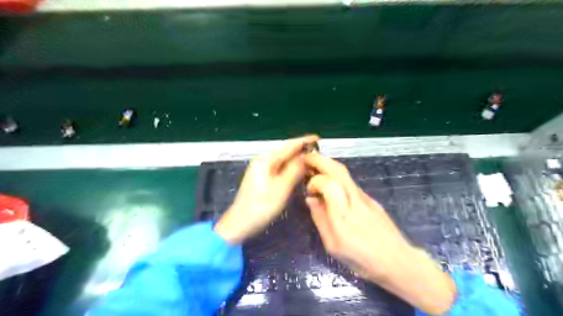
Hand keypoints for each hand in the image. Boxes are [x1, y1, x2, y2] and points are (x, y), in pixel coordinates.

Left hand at [216, 134, 317, 244]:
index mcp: (266, 160)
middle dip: (302, 151)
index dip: (303, 141)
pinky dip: (291, 168)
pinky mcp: (262, 178)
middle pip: (285, 152)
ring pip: (283, 160)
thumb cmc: (262, 206)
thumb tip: (306, 156)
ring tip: (313, 161)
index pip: (288, 146)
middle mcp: (263, 160)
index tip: (318, 138)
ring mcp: (261, 169)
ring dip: (297, 160)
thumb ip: (294, 170)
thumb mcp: (282, 187)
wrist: (240, 223)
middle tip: (319, 153)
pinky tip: (299, 172)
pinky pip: (280, 168)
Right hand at [304, 151, 455, 314]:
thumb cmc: (361, 259)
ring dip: (329, 165)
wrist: (397, 261)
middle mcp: (354, 200)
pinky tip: (332, 183)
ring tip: (316, 166)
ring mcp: (365, 197)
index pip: (327, 183)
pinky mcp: (371, 199)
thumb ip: (320, 219)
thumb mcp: (333, 245)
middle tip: (307, 157)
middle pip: (338, 170)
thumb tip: (311, 200)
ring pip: (346, 174)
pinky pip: (351, 183)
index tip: (309, 190)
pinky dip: (337, 176)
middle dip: (321, 160)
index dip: (314, 181)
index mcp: (343, 214)